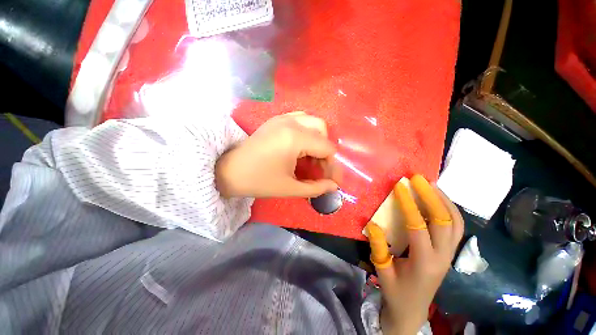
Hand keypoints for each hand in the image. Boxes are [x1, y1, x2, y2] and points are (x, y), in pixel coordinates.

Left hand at [215, 112, 341, 197]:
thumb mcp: (290, 188)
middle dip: (325, 151)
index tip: (332, 180)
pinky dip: (307, 132)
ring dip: (317, 139)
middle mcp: (291, 122)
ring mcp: (282, 117)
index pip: (327, 147)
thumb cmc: (259, 181)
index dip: (332, 165)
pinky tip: (301, 146)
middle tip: (319, 168)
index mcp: (295, 138)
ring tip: (311, 157)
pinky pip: (300, 119)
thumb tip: (334, 186)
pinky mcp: (276, 119)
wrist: (229, 171)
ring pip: (312, 122)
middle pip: (322, 130)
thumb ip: (316, 187)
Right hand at [367, 175, 463, 334]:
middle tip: (419, 178)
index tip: (400, 186)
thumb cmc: (395, 292)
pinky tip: (438, 200)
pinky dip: (450, 210)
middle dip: (432, 196)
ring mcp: (450, 254)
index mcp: (423, 262)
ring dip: (444, 200)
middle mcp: (442, 256)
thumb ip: (378, 248)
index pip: (418, 226)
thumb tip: (372, 223)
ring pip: (456, 223)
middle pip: (445, 221)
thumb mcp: (382, 271)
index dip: (408, 204)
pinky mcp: (450, 253)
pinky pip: (457, 227)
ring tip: (431, 184)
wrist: (412, 311)